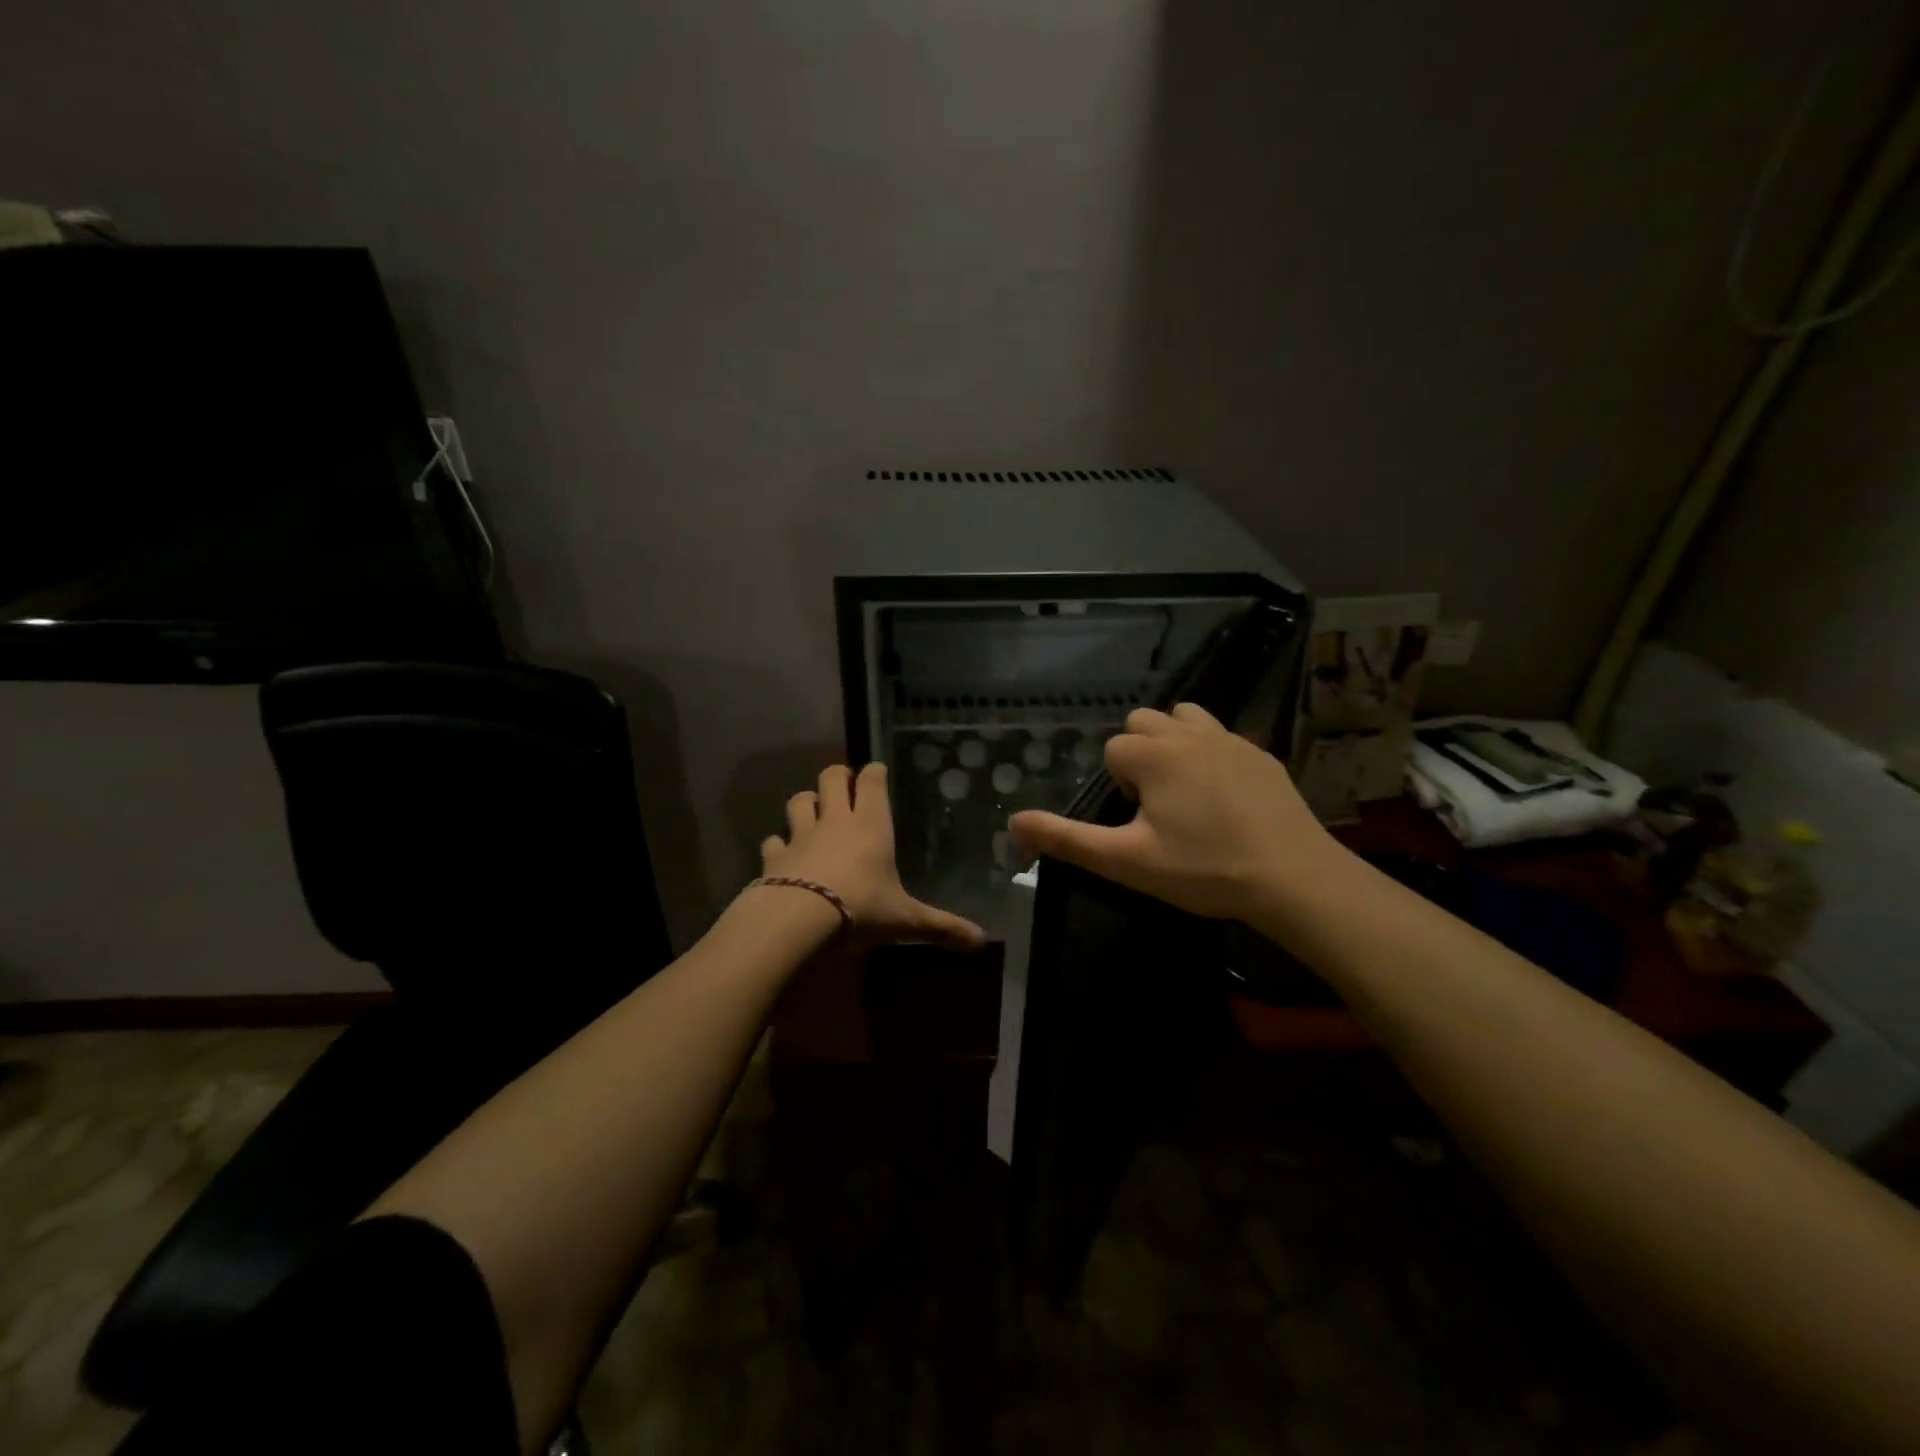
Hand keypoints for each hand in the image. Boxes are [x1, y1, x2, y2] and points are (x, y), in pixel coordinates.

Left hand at [760, 763, 985, 950]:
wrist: (798, 921)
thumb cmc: (860, 909)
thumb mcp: (905, 920)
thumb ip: (941, 927)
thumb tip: (982, 941)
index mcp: (870, 825)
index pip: (871, 782)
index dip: (874, 773)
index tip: (877, 771)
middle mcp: (834, 821)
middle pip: (831, 778)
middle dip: (837, 776)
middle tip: (844, 783)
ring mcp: (800, 836)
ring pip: (798, 801)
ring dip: (805, 801)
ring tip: (812, 809)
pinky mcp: (774, 858)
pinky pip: (773, 841)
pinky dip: (778, 844)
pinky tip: (781, 852)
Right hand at [1010, 703, 1347, 924]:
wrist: (1293, 878)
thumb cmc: (1203, 869)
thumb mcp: (1126, 861)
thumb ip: (1067, 840)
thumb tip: (1013, 823)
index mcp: (1153, 755)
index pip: (1113, 750)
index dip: (1119, 786)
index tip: (1141, 823)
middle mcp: (1188, 733)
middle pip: (1143, 722)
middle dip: (1140, 755)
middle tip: (1158, 806)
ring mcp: (1229, 739)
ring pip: (1184, 718)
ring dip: (1173, 743)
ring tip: (1185, 791)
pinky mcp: (1261, 753)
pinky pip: (1221, 736)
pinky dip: (1210, 754)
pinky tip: (1225, 798)